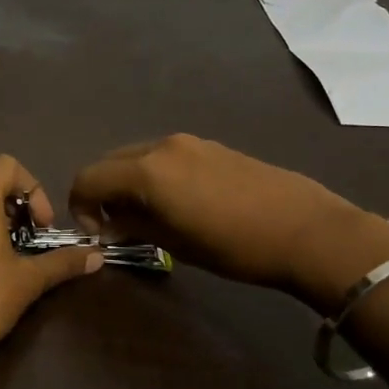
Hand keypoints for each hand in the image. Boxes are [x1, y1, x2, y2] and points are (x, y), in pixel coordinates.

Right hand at [69, 135, 388, 309]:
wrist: (308, 230)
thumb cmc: (235, 246)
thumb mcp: (175, 244)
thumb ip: (133, 225)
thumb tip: (110, 222)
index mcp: (146, 170)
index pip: (88, 178)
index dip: (80, 206)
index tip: (96, 232)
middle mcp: (161, 146)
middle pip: (109, 162)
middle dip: (102, 192)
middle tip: (117, 226)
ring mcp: (189, 142)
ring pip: (137, 157)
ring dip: (129, 183)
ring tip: (149, 216)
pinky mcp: (211, 146)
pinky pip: (165, 156)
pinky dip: (154, 175)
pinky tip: (179, 203)